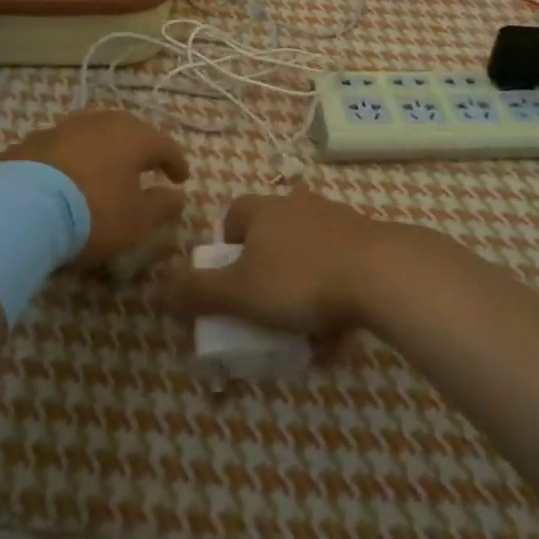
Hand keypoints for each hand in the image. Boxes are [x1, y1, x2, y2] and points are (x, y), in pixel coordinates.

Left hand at [0, 110, 188, 270]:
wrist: (22, 208)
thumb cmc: (93, 212)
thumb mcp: (136, 220)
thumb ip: (161, 206)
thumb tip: (179, 196)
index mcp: (134, 136)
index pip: (165, 145)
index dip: (176, 163)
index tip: (181, 179)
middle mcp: (102, 122)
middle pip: (129, 131)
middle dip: (139, 149)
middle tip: (145, 167)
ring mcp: (64, 127)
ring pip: (93, 134)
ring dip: (103, 150)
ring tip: (104, 170)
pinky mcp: (33, 141)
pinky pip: (63, 147)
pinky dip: (72, 159)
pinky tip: (67, 177)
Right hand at [161, 189, 401, 336]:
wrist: (382, 274)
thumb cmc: (299, 280)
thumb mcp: (239, 292)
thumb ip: (197, 292)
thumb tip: (156, 290)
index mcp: (264, 210)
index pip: (233, 216)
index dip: (225, 250)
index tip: (230, 285)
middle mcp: (299, 205)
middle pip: (271, 236)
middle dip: (265, 274)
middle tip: (264, 312)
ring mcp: (338, 220)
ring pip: (308, 255)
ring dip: (301, 289)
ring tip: (303, 332)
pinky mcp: (369, 242)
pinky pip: (340, 270)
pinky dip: (334, 298)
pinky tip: (338, 333)